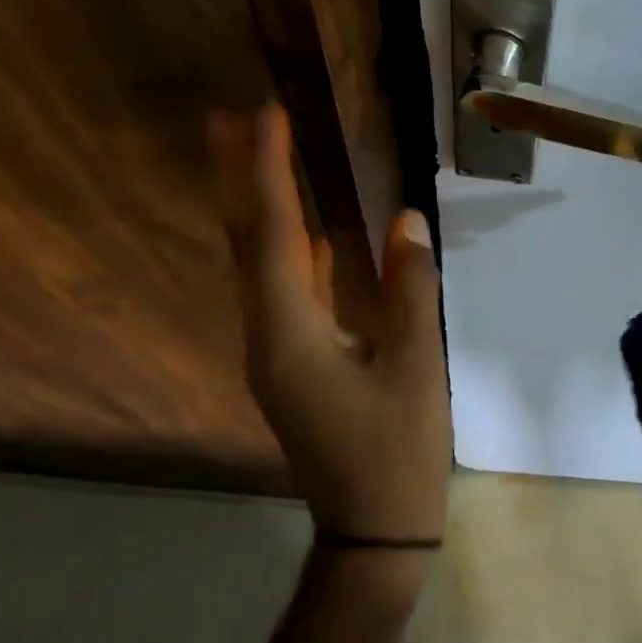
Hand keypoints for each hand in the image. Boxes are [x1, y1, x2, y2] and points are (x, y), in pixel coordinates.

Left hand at [210, 106, 451, 543]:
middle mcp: (266, 335)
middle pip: (246, 243)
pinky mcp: (294, 362)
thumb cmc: (397, 448)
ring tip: (254, 156)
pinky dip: (287, 249)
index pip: (273, 235)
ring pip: (259, 265)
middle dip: (236, 179)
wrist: (374, 528)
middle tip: (226, 118)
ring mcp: (276, 351)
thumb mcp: (415, 365)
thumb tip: (405, 220)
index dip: (266, 171)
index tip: (265, 114)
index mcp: (290, 333)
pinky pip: (283, 289)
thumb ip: (409, 288)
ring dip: (257, 208)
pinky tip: (305, 231)